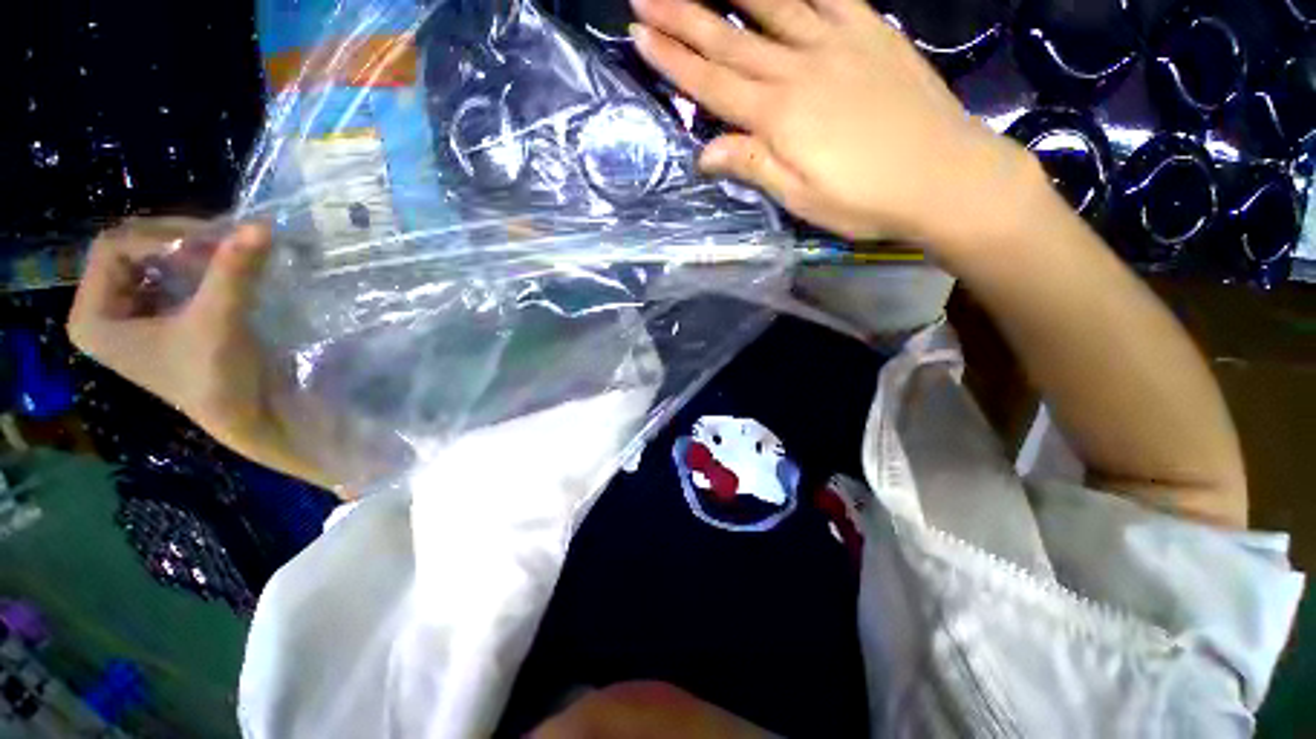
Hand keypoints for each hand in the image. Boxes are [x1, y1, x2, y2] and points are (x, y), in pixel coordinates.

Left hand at [67, 218, 342, 493]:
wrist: (246, 415)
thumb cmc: (217, 378)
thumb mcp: (220, 320)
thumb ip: (233, 270)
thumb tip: (262, 223)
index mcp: (92, 318)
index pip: (112, 248)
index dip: (159, 240)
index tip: (211, 247)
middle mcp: (101, 312)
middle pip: (128, 250)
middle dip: (175, 243)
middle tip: (223, 246)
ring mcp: (127, 316)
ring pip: (148, 260)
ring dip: (187, 253)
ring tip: (226, 257)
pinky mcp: (153, 319)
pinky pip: (164, 276)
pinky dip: (193, 268)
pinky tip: (219, 273)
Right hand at [629, 0, 1037, 245]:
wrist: (943, 175)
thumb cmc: (865, 200)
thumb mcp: (801, 198)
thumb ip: (754, 166)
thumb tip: (705, 152)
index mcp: (779, 116)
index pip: (713, 84)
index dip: (674, 60)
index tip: (640, 36)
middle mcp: (800, 69)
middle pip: (731, 39)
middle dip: (684, 17)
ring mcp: (837, 43)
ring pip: (773, 6)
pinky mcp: (870, 31)